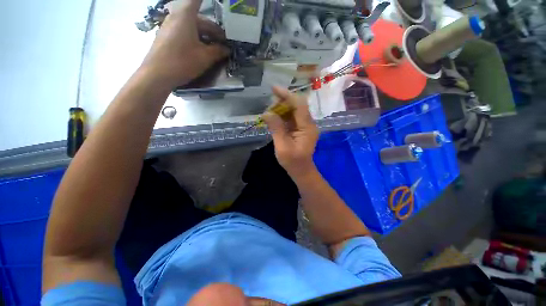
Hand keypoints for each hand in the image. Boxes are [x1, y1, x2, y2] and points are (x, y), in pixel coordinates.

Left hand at [140, 0, 228, 86]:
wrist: (157, 74)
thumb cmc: (182, 62)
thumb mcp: (205, 57)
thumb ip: (218, 51)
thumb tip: (227, 49)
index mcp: (186, 16)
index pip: (197, 0)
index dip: (205, 1)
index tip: (218, 4)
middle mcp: (176, 17)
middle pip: (198, 18)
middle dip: (212, 29)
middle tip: (223, 42)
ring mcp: (169, 27)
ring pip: (191, 26)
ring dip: (204, 35)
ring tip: (214, 48)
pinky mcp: (166, 37)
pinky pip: (184, 32)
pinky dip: (195, 38)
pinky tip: (201, 50)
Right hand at [263, 87, 319, 179]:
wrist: (301, 170)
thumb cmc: (293, 162)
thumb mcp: (282, 147)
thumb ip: (276, 129)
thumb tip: (266, 113)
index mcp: (307, 127)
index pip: (299, 105)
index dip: (287, 95)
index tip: (274, 89)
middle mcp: (309, 123)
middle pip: (297, 105)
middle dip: (282, 102)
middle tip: (269, 107)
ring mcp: (305, 125)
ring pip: (294, 110)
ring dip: (281, 109)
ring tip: (270, 112)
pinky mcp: (301, 128)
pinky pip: (292, 117)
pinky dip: (282, 116)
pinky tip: (274, 118)